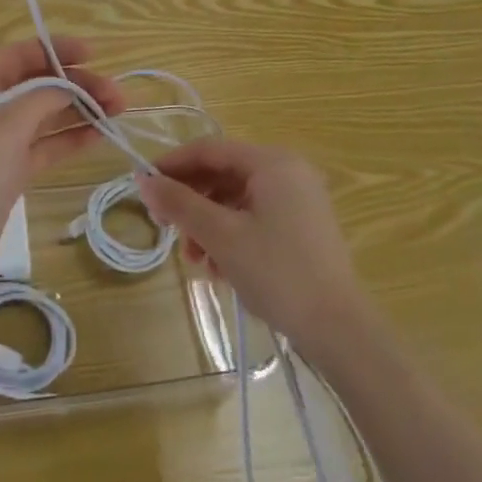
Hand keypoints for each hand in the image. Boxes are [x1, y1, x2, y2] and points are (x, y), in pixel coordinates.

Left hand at [0, 38, 125, 313]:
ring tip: (117, 113)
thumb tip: (68, 89)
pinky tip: (98, 137)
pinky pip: (44, 148)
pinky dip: (69, 140)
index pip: (19, 56)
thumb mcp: (10, 121)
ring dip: (79, 112)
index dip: (55, 51)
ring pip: (44, 118)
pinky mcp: (8, 176)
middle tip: (117, 96)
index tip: (93, 55)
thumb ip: (43, 97)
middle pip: (36, 86)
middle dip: (76, 85)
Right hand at [138, 139, 366, 357]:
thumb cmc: (277, 272)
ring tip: (194, 260)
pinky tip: (218, 268)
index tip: (143, 186)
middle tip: (164, 227)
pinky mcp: (301, 227)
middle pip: (223, 174)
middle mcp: (288, 171)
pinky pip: (254, 217)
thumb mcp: (221, 236)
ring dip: (207, 224)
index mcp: (272, 162)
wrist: (339, 331)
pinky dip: (230, 235)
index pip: (210, 150)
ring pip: (236, 200)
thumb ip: (180, 204)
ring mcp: (298, 200)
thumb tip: (143, 181)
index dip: (172, 165)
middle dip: (191, 201)